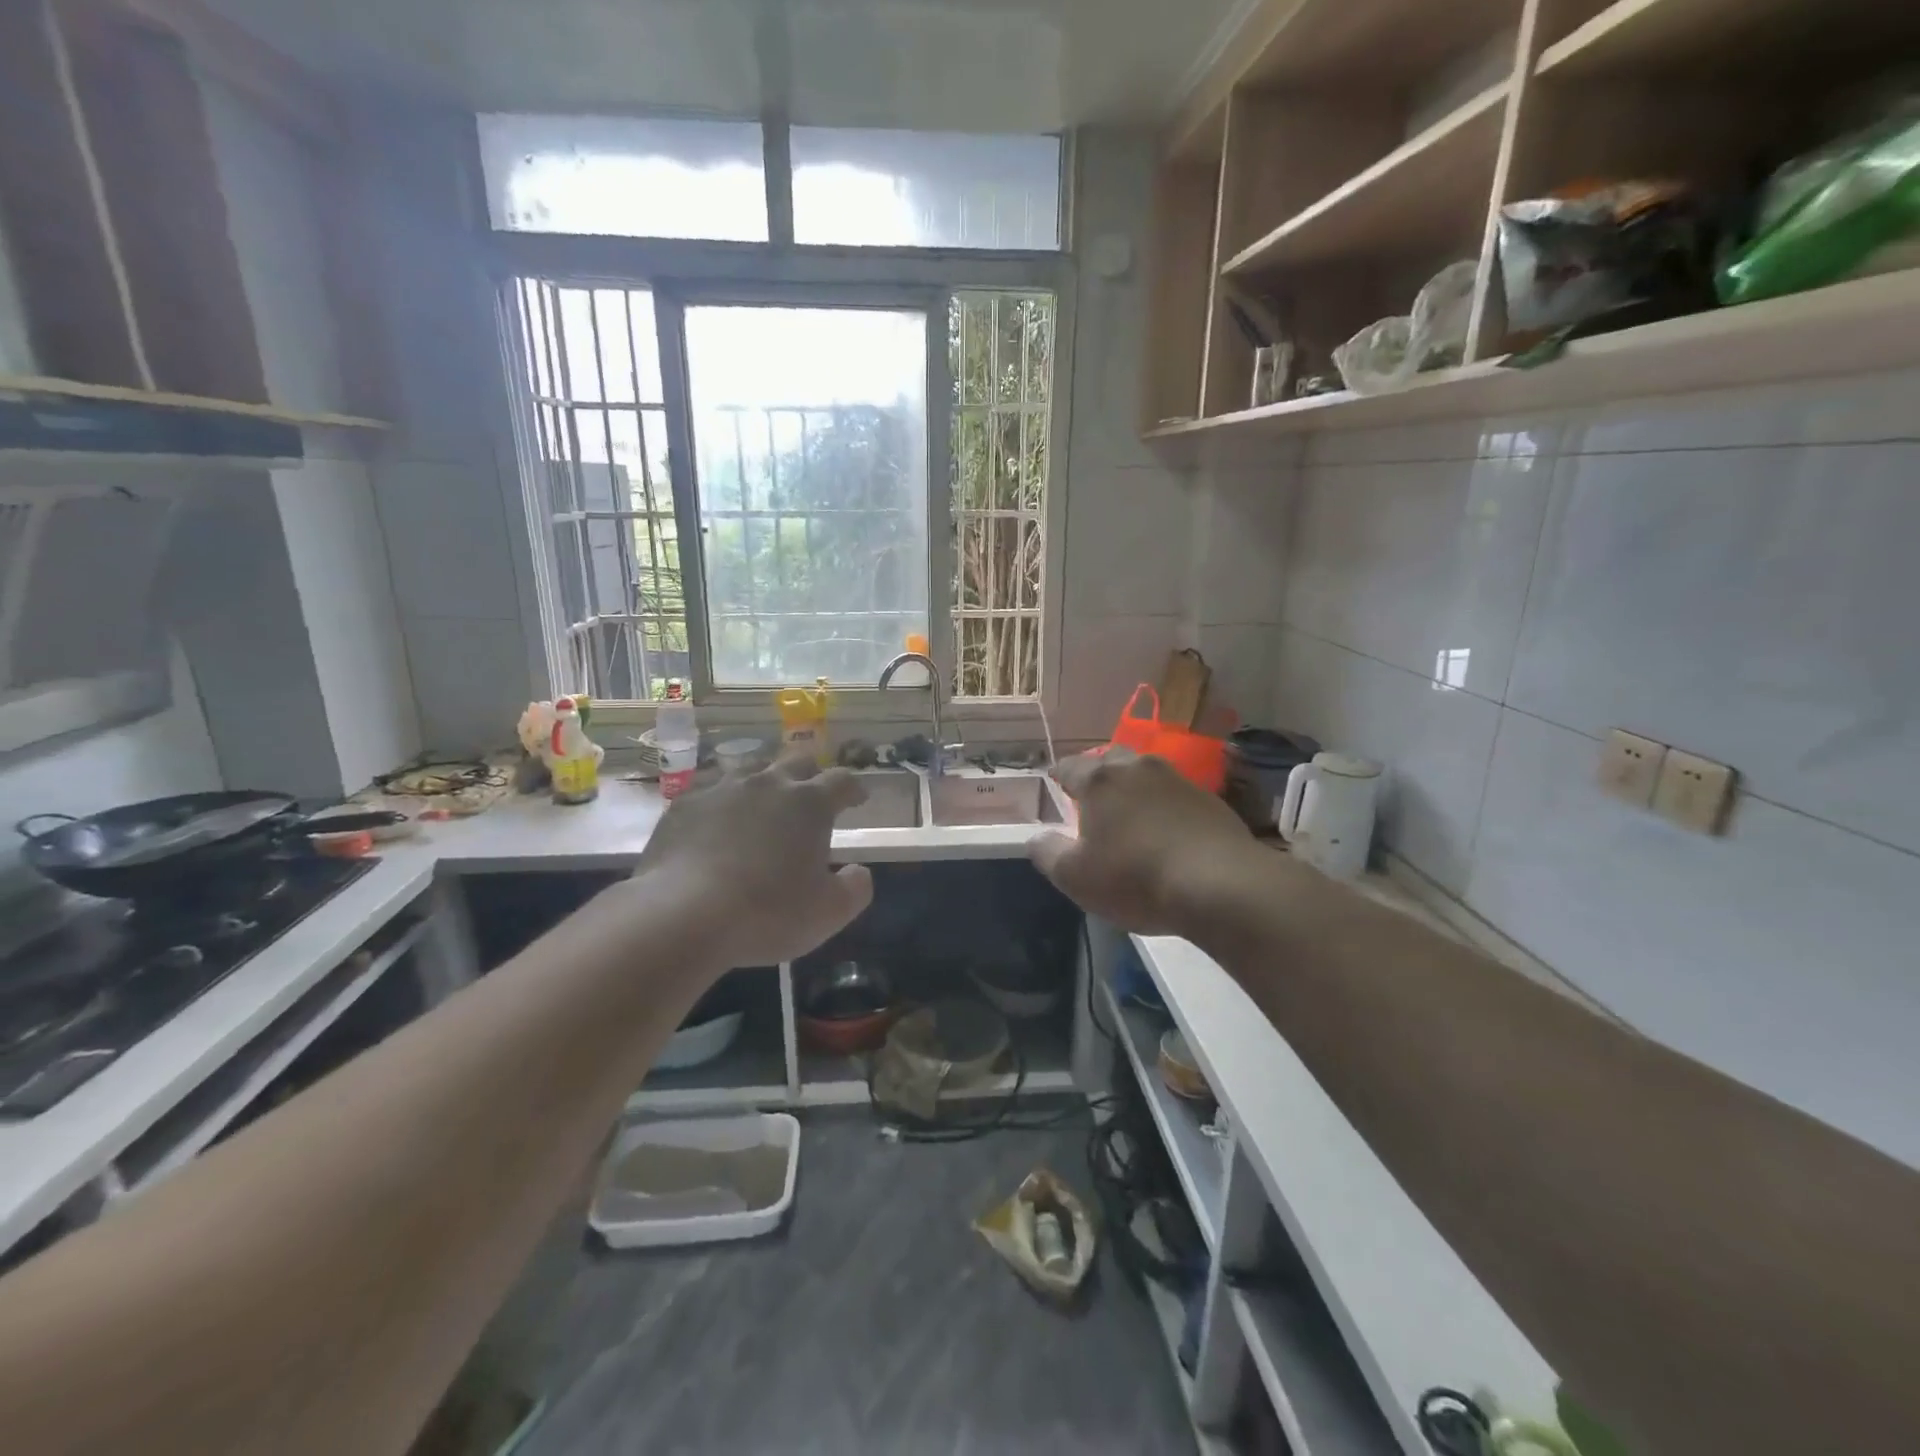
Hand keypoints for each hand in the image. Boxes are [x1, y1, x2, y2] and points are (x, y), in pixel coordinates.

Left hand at [634, 756, 873, 966]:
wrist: (683, 915)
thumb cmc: (768, 913)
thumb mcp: (829, 912)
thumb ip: (855, 888)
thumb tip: (859, 871)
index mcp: (810, 803)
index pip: (842, 780)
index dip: (854, 789)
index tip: (857, 800)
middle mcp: (768, 783)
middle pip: (797, 761)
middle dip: (811, 775)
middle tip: (812, 797)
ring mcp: (722, 788)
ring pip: (751, 769)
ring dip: (765, 782)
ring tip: (763, 806)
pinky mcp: (684, 804)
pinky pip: (711, 792)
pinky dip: (723, 804)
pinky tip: (717, 826)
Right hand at [1028, 748, 1258, 936]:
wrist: (1220, 885)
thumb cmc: (1135, 878)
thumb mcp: (1075, 877)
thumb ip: (1047, 852)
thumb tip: (1035, 837)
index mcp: (1099, 779)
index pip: (1068, 766)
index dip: (1058, 778)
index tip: (1056, 790)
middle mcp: (1138, 767)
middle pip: (1110, 760)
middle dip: (1098, 776)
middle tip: (1092, 802)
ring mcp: (1178, 779)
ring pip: (1145, 774)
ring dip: (1134, 789)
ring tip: (1130, 816)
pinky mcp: (1209, 799)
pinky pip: (1175, 794)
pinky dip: (1164, 806)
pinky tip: (1167, 833)